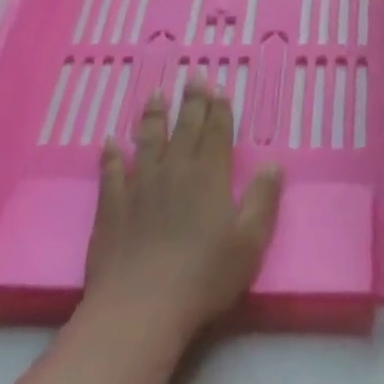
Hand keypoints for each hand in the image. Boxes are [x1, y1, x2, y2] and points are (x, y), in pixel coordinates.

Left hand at [84, 82, 283, 344]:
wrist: (141, 307)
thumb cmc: (204, 276)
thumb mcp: (250, 242)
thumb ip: (263, 200)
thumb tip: (274, 164)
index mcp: (210, 177)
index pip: (217, 133)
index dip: (219, 109)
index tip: (218, 87)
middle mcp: (175, 171)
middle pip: (185, 128)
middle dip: (192, 101)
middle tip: (193, 76)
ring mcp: (140, 186)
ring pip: (148, 140)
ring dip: (154, 116)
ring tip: (156, 94)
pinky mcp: (112, 206)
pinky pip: (111, 172)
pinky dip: (110, 155)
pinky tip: (109, 141)